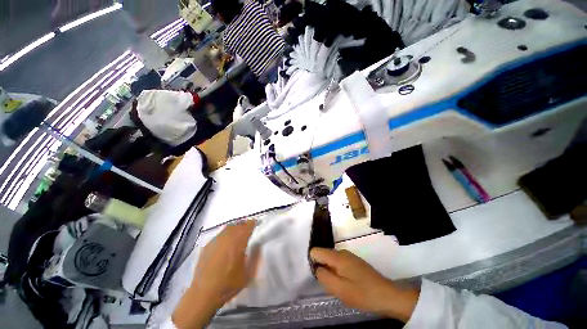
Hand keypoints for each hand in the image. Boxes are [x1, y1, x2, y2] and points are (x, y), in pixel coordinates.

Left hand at [173, 220, 258, 327]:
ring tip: (238, 233)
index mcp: (238, 243)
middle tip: (248, 228)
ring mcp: (215, 241)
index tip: (256, 223)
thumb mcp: (248, 274)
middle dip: (244, 224)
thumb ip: (255, 257)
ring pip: (228, 228)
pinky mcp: (207, 246)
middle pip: (238, 225)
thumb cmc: (228, 285)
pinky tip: (225, 242)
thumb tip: (258, 245)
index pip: (247, 227)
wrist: (203, 294)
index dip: (252, 223)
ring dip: (235, 228)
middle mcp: (227, 239)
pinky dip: (225, 234)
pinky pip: (219, 235)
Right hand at [310, 247, 418, 322]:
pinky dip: (337, 271)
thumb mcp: (340, 290)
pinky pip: (338, 262)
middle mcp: (342, 252)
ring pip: (331, 259)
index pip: (316, 251)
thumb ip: (324, 277)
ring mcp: (349, 255)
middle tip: (329, 284)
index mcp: (337, 256)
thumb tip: (316, 268)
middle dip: (322, 267)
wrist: (387, 295)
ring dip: (330, 271)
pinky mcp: (354, 261)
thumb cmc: (363, 294)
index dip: (313, 262)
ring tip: (338, 285)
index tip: (319, 276)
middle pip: (323, 254)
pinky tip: (345, 282)